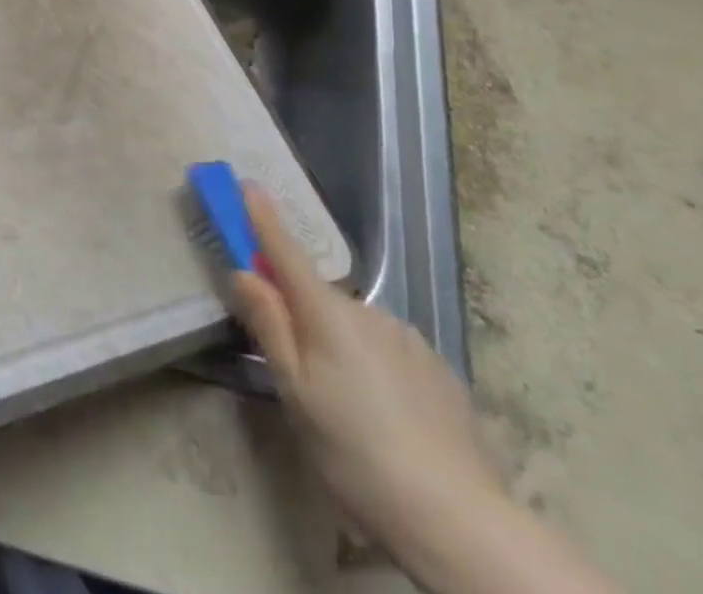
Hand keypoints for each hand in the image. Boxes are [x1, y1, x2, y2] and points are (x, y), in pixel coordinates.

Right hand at [228, 182, 506, 566]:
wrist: (458, 518)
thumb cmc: (355, 453)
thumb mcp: (295, 393)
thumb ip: (269, 326)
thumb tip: (244, 272)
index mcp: (327, 314)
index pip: (285, 251)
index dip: (263, 218)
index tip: (248, 184)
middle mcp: (368, 311)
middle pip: (318, 297)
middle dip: (300, 315)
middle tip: (297, 371)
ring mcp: (408, 337)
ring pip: (355, 327)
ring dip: (339, 345)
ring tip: (347, 409)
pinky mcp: (438, 369)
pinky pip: (388, 351)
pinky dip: (374, 367)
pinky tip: (385, 416)